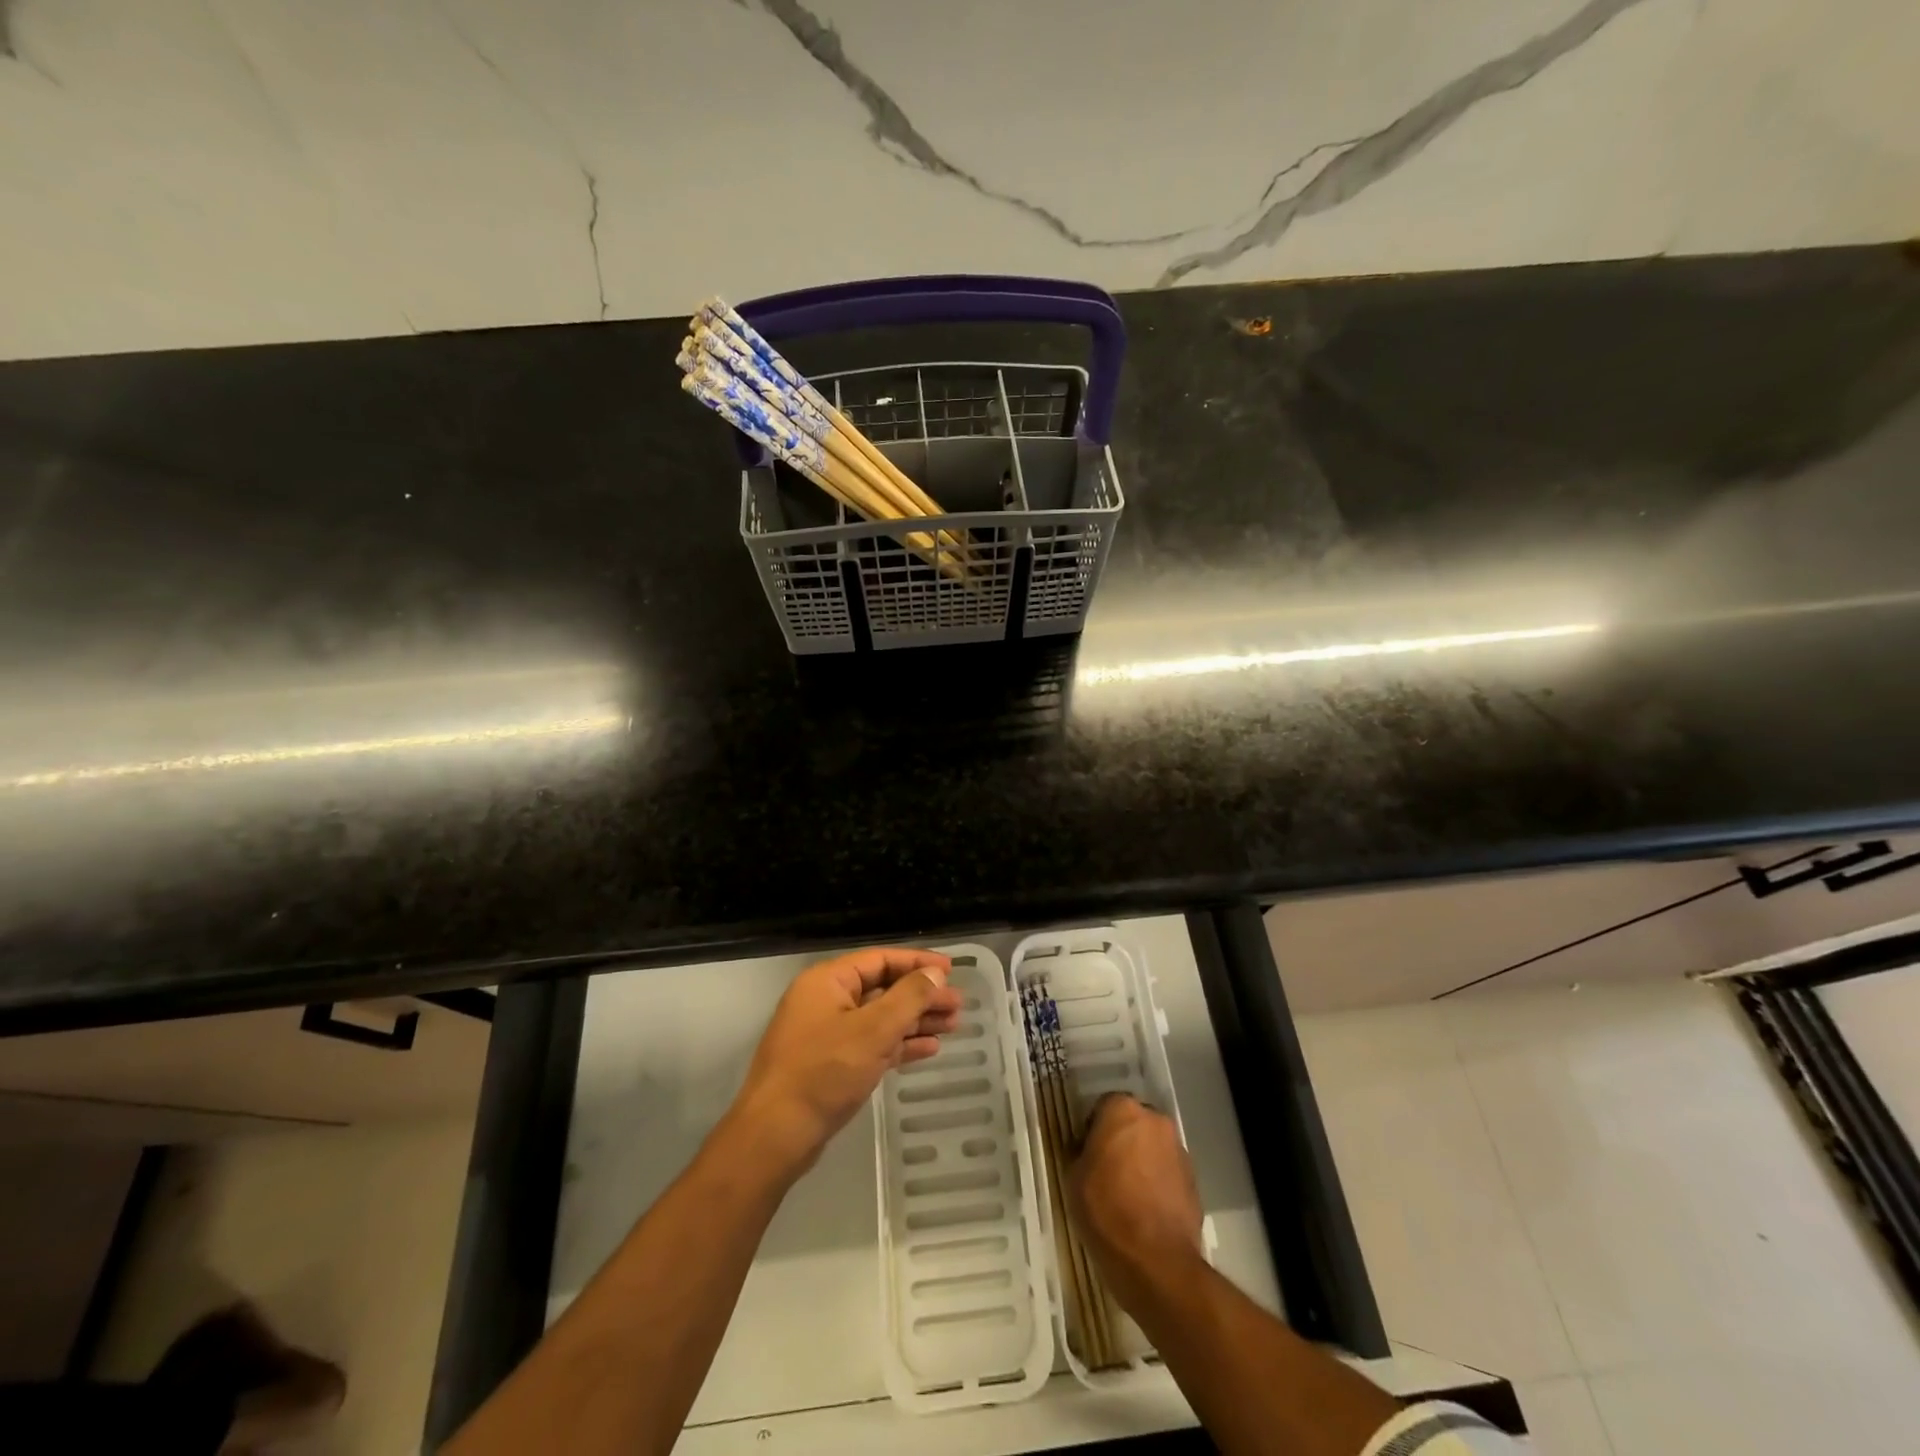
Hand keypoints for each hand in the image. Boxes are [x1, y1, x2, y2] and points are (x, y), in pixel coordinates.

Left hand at [728, 947, 960, 1177]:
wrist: (776, 1136)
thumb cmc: (824, 1072)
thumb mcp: (873, 1030)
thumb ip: (908, 997)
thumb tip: (935, 973)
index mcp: (828, 981)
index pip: (880, 959)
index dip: (918, 962)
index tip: (952, 970)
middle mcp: (825, 1000)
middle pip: (882, 988)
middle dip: (921, 995)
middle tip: (958, 1005)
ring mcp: (827, 1034)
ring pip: (880, 1018)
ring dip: (915, 1020)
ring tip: (953, 1026)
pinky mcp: (831, 1064)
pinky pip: (872, 1043)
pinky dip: (899, 1044)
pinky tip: (930, 1049)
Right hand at [1069, 1094, 1205, 1309]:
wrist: (1157, 1262)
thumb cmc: (1106, 1210)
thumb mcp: (1074, 1178)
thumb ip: (1081, 1152)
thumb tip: (1088, 1151)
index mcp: (1123, 1110)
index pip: (1103, 1106)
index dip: (1092, 1129)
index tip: (1085, 1152)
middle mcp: (1155, 1121)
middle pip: (1132, 1122)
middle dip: (1121, 1139)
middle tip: (1105, 1169)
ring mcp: (1179, 1150)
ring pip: (1152, 1146)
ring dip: (1141, 1160)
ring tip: (1127, 1193)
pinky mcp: (1194, 1180)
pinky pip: (1168, 1171)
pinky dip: (1157, 1182)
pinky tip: (1145, 1209)